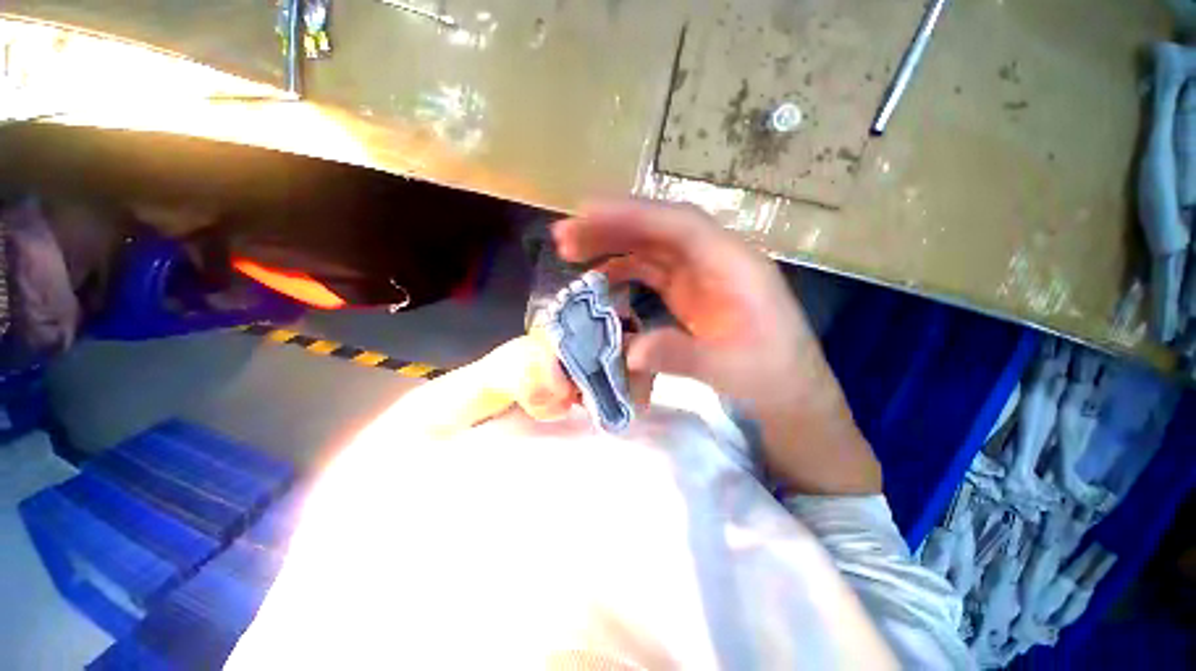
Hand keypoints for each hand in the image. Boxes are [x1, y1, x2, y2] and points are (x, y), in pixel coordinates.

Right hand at [554, 200, 880, 494]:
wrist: (790, 394)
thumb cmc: (773, 378)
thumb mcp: (731, 370)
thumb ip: (683, 356)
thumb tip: (630, 351)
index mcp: (735, 265)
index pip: (680, 225)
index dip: (634, 216)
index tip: (587, 215)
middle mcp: (716, 260)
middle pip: (659, 229)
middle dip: (612, 227)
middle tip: (565, 236)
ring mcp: (700, 276)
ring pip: (651, 247)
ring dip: (612, 245)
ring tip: (571, 253)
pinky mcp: (688, 293)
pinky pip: (651, 271)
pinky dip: (622, 270)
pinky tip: (599, 279)